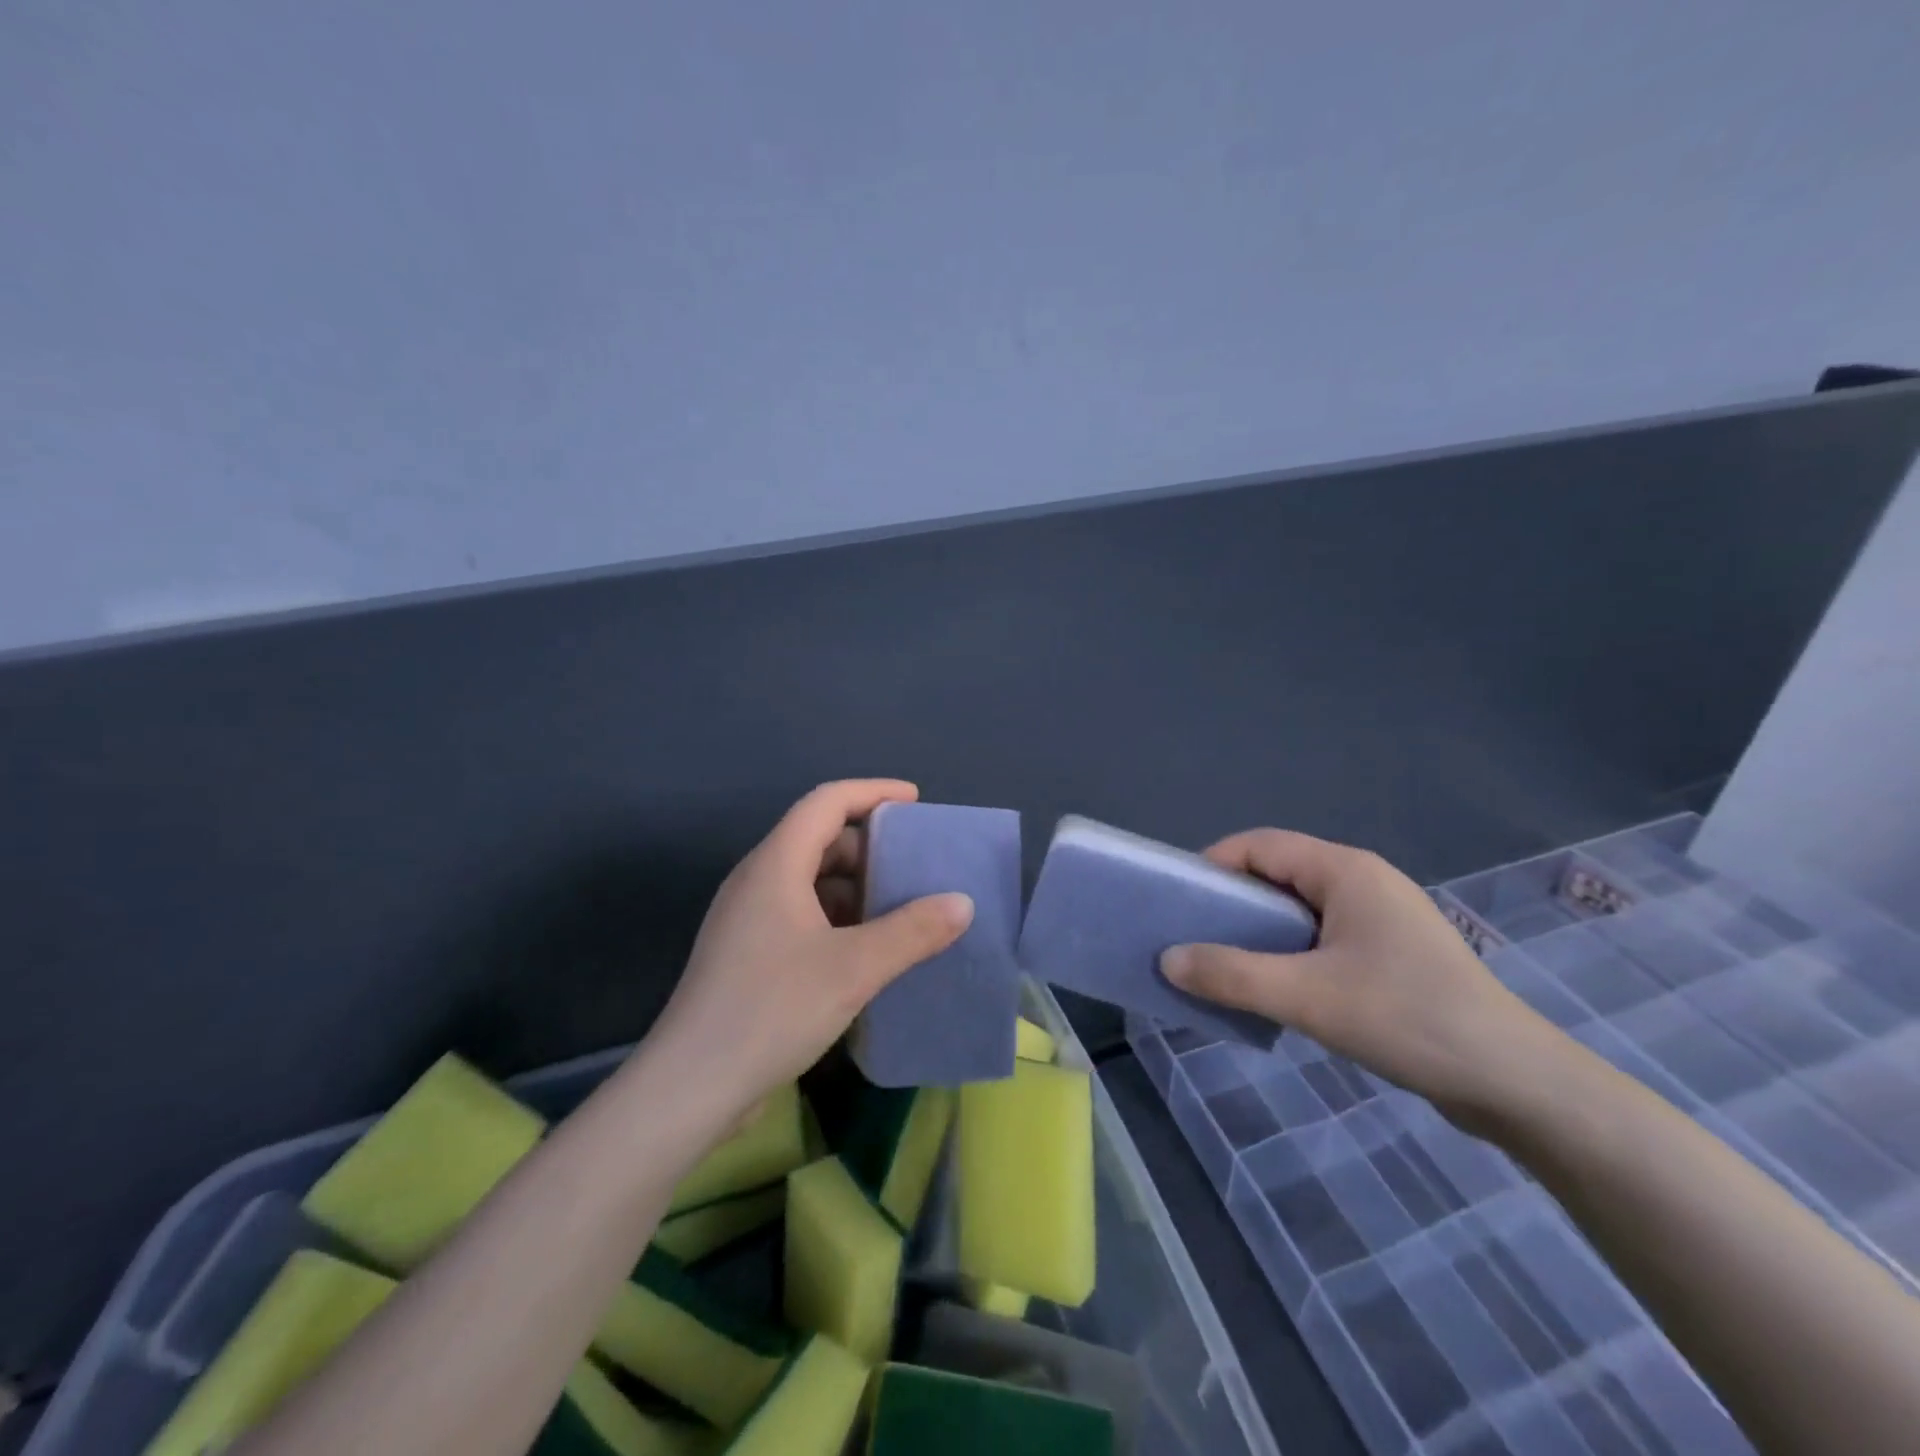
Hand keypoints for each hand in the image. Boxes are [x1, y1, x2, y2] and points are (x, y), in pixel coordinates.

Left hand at [641, 780, 973, 1126]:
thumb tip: (962, 903)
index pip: (826, 802)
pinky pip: (800, 913)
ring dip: (855, 886)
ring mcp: (747, 918)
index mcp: (776, 864)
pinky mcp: (747, 953)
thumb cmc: (772, 1009)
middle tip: (915, 866)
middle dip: (870, 846)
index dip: (873, 792)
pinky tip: (866, 950)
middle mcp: (757, 880)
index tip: (915, 802)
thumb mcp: (854, 968)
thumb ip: (912, 931)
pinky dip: (837, 917)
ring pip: (809, 880)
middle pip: (818, 838)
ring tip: (900, 909)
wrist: (690, 1087)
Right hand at [1160, 829, 1553, 1121]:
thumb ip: (1231, 975)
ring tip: (1227, 965)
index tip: (1178, 903)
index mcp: (1346, 870)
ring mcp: (1383, 917)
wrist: (1516, 1082)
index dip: (1213, 865)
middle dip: (1232, 901)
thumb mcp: (1307, 997)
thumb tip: (1168, 959)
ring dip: (1260, 931)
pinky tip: (1278, 988)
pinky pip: (1323, 935)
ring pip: (1300, 908)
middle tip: (1195, 938)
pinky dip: (1290, 952)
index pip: (1260, 845)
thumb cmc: (1408, 1019)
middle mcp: (1364, 881)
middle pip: (1278, 872)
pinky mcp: (1393, 952)